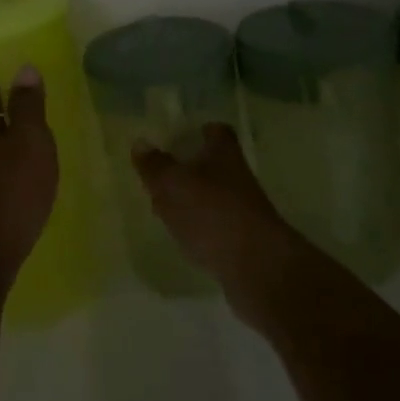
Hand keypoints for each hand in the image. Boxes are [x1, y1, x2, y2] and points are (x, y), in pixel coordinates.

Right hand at [134, 123, 306, 323]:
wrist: (258, 269)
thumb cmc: (211, 214)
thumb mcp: (172, 184)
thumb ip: (155, 165)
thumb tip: (140, 143)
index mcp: (223, 154)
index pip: (216, 131)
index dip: (199, 131)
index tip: (180, 136)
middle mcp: (237, 177)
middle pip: (213, 164)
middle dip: (190, 167)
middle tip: (162, 173)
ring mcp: (244, 210)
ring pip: (214, 196)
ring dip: (193, 200)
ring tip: (164, 206)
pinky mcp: (244, 240)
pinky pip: (217, 226)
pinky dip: (201, 228)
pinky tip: (183, 236)